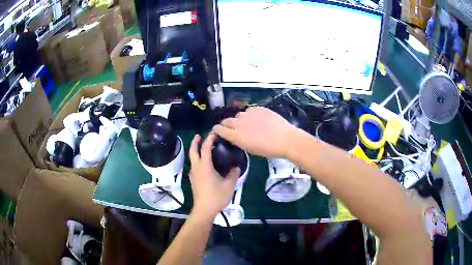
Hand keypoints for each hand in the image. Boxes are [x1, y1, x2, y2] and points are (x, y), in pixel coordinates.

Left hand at [188, 133, 239, 217]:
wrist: (204, 210)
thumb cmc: (216, 196)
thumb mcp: (229, 185)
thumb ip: (233, 174)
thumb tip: (236, 167)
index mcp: (204, 166)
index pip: (205, 148)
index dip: (209, 139)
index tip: (214, 133)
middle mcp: (196, 168)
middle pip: (193, 151)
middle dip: (195, 142)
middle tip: (199, 136)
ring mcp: (193, 175)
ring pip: (192, 159)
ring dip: (195, 151)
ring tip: (203, 148)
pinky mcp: (193, 181)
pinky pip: (194, 166)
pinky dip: (197, 160)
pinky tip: (204, 164)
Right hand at [214, 107, 295, 157]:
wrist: (285, 139)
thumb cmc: (269, 149)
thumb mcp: (251, 150)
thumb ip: (240, 141)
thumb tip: (236, 137)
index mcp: (237, 136)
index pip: (220, 129)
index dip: (217, 130)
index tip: (217, 130)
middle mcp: (240, 123)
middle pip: (227, 120)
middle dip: (226, 124)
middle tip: (231, 128)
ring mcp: (249, 114)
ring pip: (239, 115)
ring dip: (239, 119)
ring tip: (246, 124)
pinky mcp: (258, 108)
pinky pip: (249, 110)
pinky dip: (250, 115)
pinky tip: (256, 119)